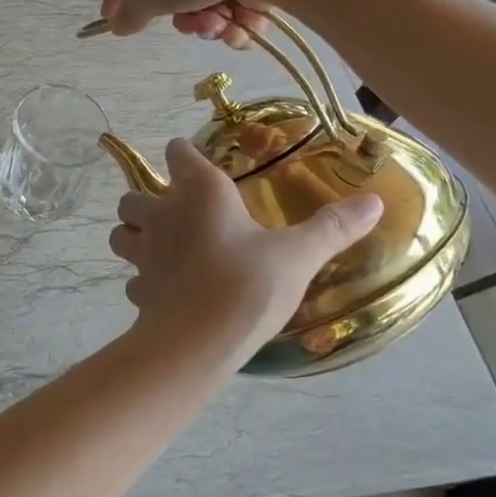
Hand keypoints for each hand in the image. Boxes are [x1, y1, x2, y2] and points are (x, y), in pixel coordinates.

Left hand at [109, 140, 382, 360]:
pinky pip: (133, 279)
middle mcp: (164, 214)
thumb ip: (333, 227)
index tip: (195, 161)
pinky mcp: (139, 290)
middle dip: (147, 199)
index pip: (177, 152)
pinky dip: (143, 281)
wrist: (197, 344)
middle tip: (174, 213)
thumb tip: (375, 200)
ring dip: (133, 235)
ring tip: (159, 246)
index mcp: (200, 192)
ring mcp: (144, 254)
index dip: (183, 154)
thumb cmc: (247, 286)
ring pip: (121, 234)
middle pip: (134, 194)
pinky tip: (165, 291)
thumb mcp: (298, 256)